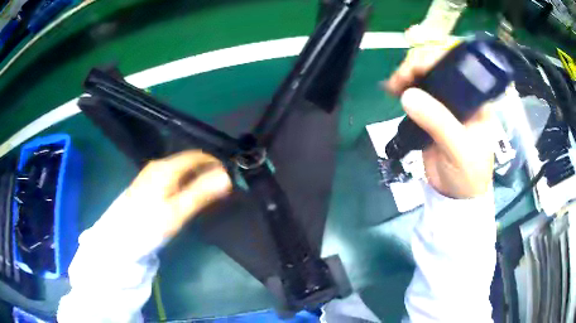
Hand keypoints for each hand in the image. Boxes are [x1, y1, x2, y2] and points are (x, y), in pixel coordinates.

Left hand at [126, 150, 231, 237]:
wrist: (120, 236)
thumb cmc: (150, 224)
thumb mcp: (177, 211)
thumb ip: (201, 192)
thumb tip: (226, 177)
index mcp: (167, 167)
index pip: (197, 156)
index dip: (214, 163)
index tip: (228, 177)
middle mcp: (159, 165)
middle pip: (188, 161)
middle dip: (205, 171)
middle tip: (219, 189)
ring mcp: (151, 173)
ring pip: (179, 170)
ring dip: (194, 178)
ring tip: (206, 194)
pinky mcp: (147, 183)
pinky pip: (171, 177)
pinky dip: (183, 183)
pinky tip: (185, 197)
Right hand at [386, 43, 496, 198]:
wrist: (456, 196)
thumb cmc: (469, 174)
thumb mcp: (460, 149)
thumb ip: (439, 123)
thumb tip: (408, 95)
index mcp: (476, 98)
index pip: (457, 65)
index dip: (435, 59)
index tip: (415, 68)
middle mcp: (462, 95)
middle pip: (438, 67)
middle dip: (417, 66)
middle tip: (400, 79)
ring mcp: (446, 104)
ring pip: (425, 78)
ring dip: (408, 76)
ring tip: (393, 86)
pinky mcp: (432, 115)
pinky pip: (417, 95)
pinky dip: (404, 90)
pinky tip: (394, 90)